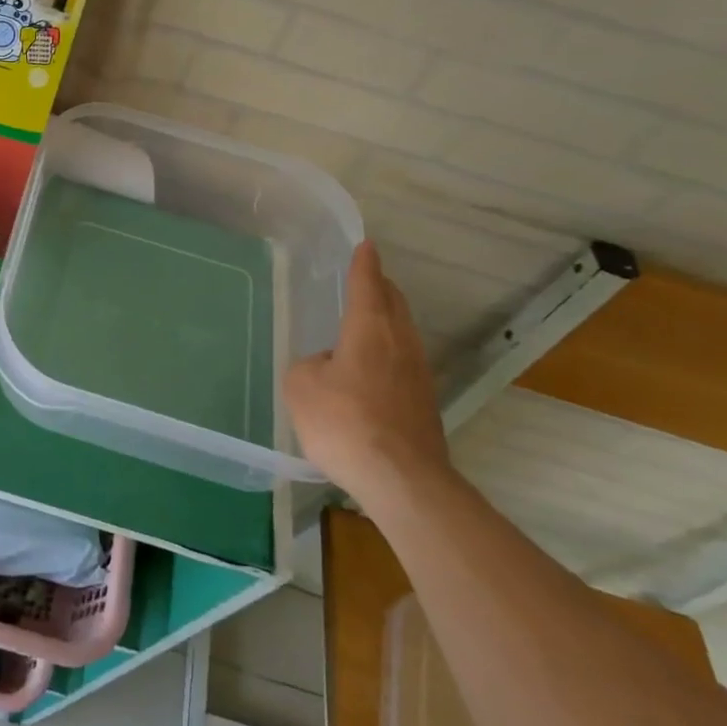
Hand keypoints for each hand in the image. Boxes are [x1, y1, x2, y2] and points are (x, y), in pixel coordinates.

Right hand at [284, 240, 450, 507]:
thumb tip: (327, 366)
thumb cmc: (344, 421)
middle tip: (367, 279)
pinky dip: (390, 353)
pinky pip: (405, 363)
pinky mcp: (425, 405)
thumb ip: (310, 365)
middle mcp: (401, 344)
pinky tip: (373, 370)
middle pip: (394, 305)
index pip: (367, 285)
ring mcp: (419, 375)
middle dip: (381, 288)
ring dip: (389, 320)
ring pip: (404, 334)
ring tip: (369, 321)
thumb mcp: (301, 386)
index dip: (364, 264)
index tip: (366, 245)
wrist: (401, 480)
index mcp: (370, 329)